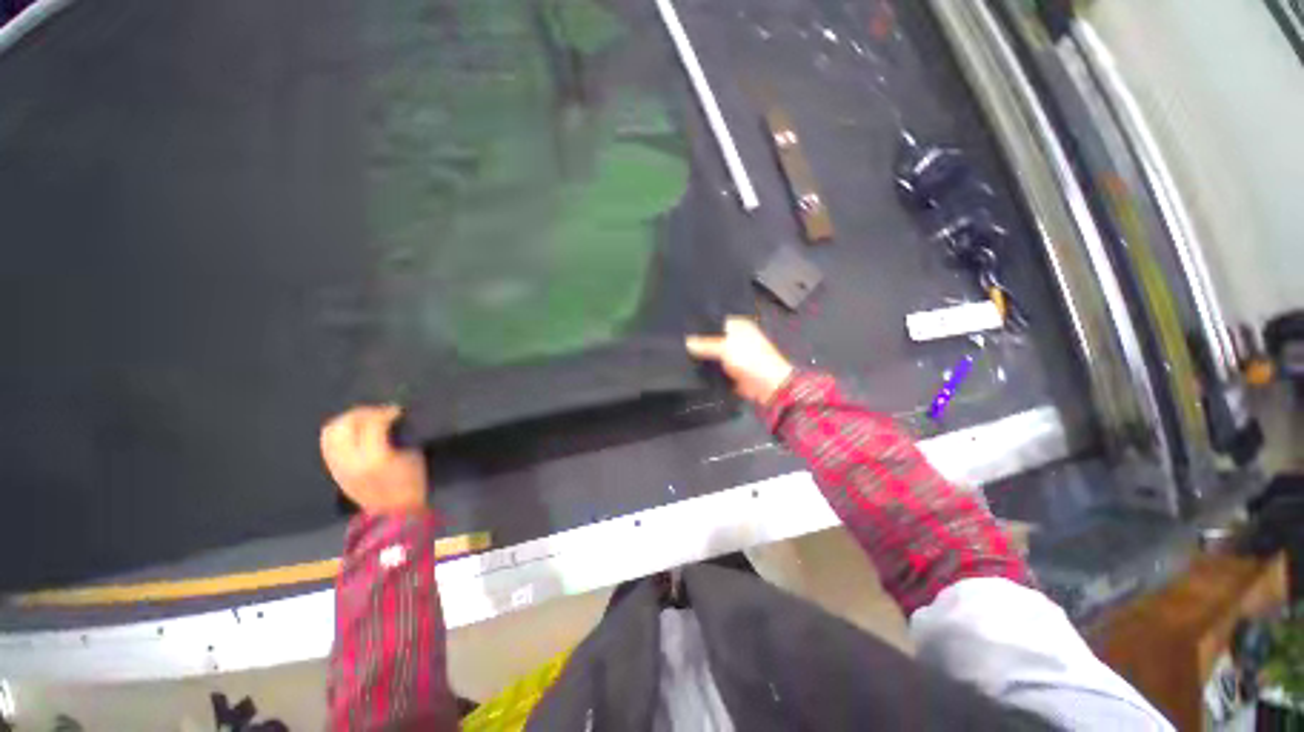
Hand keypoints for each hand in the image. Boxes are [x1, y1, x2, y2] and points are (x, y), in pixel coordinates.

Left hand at [320, 405, 428, 514]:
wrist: (393, 512)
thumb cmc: (411, 482)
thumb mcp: (413, 456)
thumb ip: (399, 435)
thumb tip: (392, 419)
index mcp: (375, 457)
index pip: (372, 424)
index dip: (385, 412)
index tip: (397, 411)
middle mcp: (350, 460)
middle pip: (345, 424)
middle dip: (363, 413)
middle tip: (379, 412)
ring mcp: (338, 466)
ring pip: (331, 432)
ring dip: (348, 420)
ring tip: (365, 420)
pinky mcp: (333, 470)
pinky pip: (328, 443)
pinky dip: (339, 432)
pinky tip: (354, 432)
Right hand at [686, 317, 794, 404]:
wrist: (768, 387)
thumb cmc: (751, 360)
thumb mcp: (726, 347)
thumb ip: (705, 344)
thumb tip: (687, 341)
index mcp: (738, 325)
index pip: (715, 320)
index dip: (700, 323)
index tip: (682, 325)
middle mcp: (736, 337)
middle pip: (712, 337)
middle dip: (699, 340)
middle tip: (678, 340)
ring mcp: (733, 355)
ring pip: (712, 353)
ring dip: (702, 355)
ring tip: (680, 353)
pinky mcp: (731, 370)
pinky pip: (715, 367)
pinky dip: (707, 368)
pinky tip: (691, 367)